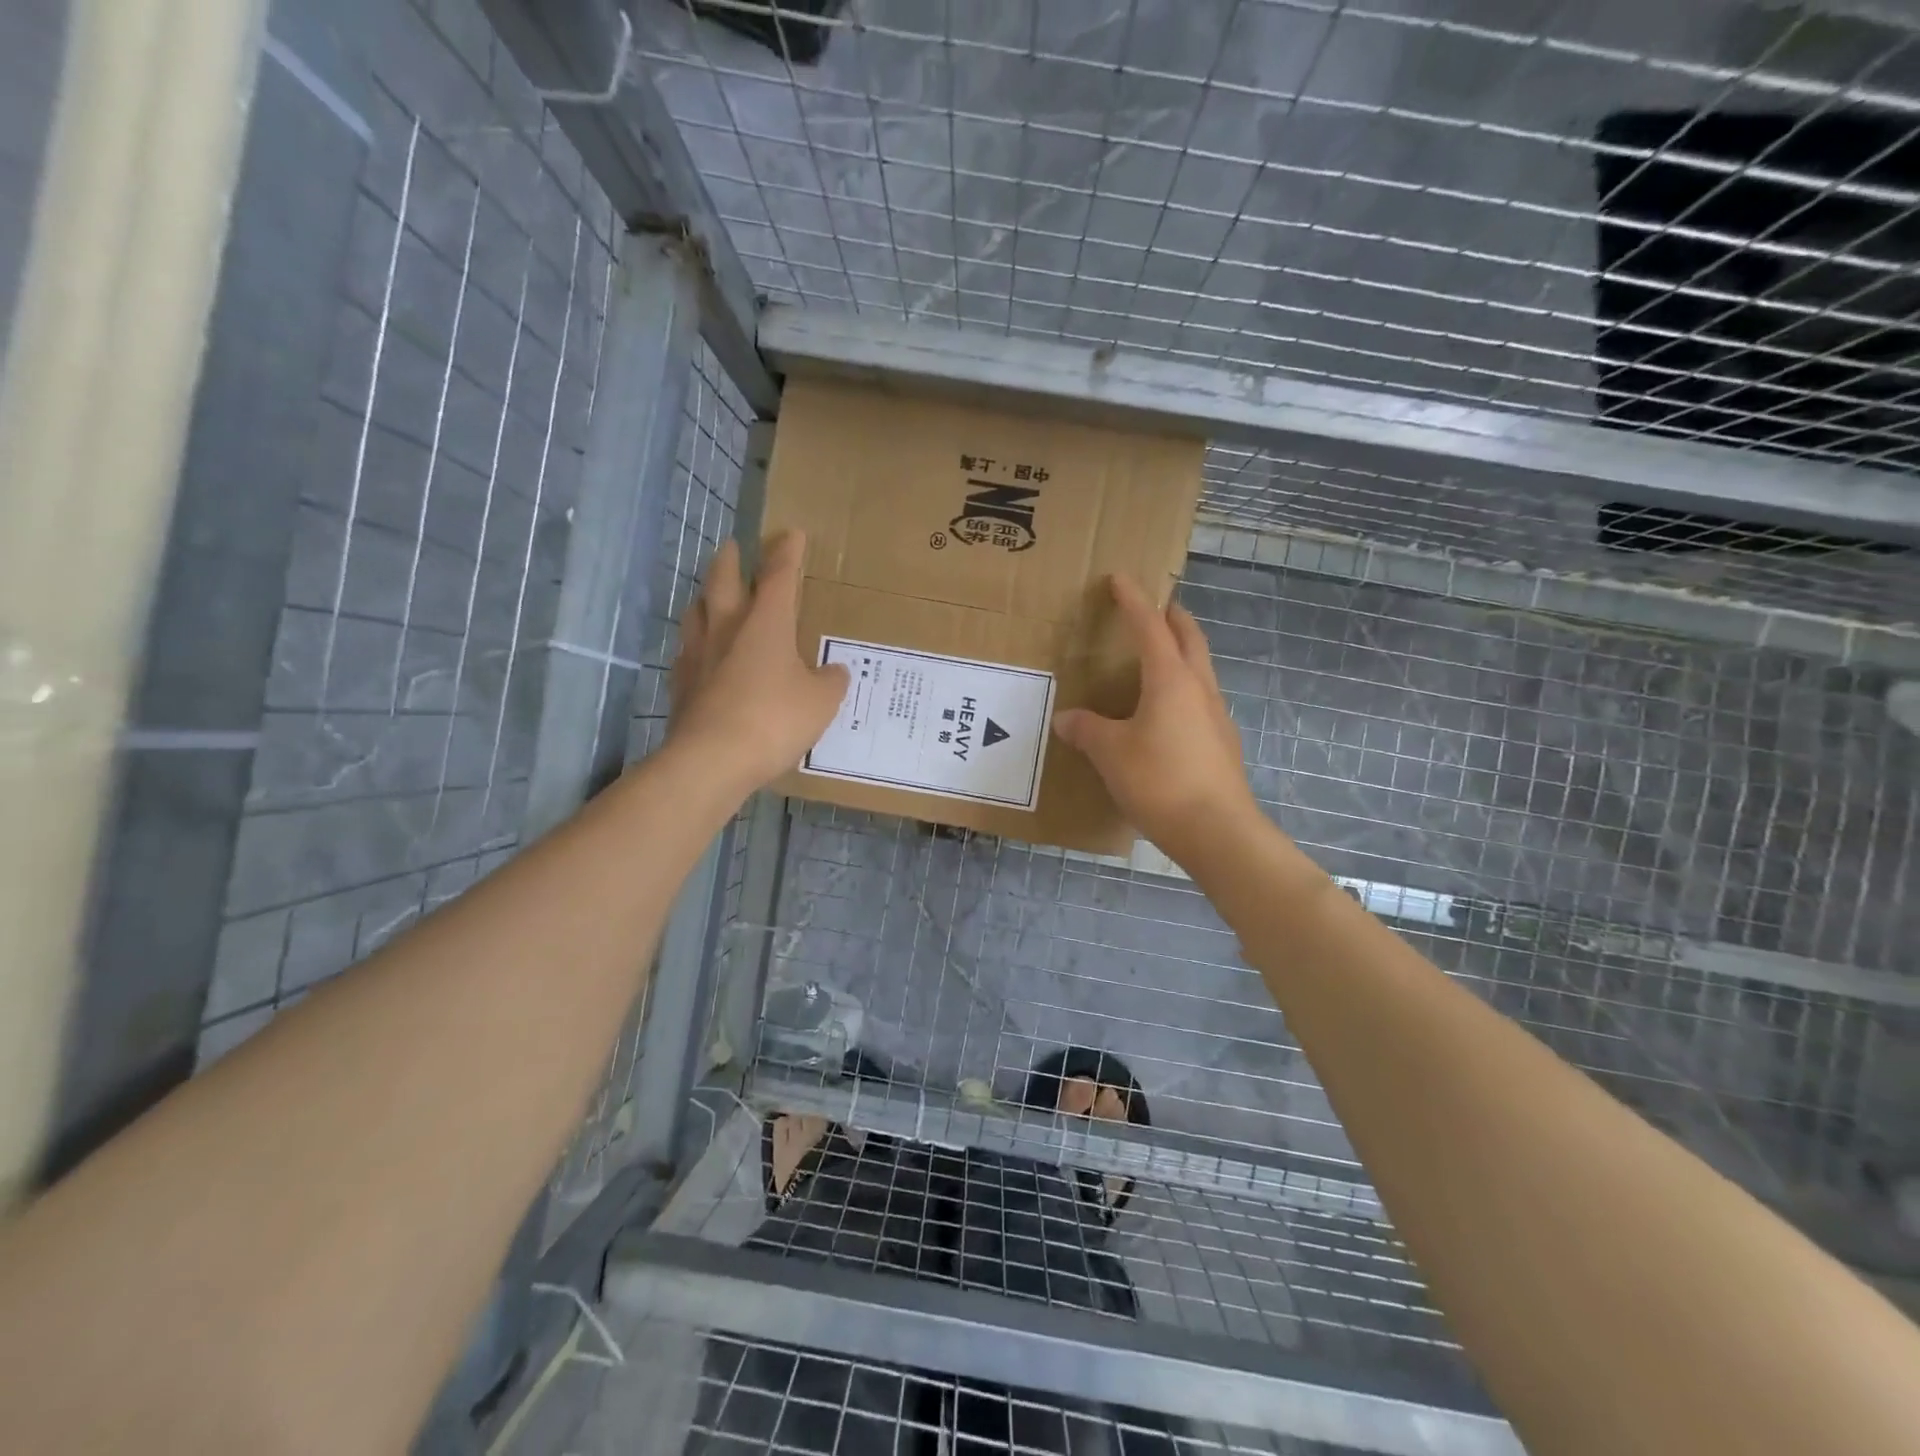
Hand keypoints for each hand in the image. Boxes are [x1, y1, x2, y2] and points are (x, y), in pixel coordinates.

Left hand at [669, 531, 848, 793]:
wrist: (711, 759)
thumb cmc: (774, 719)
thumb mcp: (821, 702)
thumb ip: (830, 681)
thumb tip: (833, 671)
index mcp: (765, 622)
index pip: (778, 576)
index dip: (786, 553)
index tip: (790, 533)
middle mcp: (726, 627)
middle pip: (724, 580)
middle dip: (732, 560)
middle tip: (735, 548)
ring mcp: (697, 654)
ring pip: (697, 610)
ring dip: (706, 596)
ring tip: (712, 596)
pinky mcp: (681, 683)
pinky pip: (687, 650)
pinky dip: (696, 642)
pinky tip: (701, 652)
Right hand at [1052, 575, 1256, 864]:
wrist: (1217, 831)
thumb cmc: (1160, 781)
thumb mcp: (1111, 754)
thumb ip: (1087, 730)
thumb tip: (1068, 719)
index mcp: (1171, 679)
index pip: (1150, 626)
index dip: (1133, 601)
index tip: (1120, 578)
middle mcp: (1199, 688)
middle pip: (1189, 638)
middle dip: (1171, 616)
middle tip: (1155, 607)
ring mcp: (1216, 716)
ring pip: (1200, 668)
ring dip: (1182, 651)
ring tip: (1158, 657)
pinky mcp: (1221, 742)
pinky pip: (1200, 699)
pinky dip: (1183, 687)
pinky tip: (1166, 712)